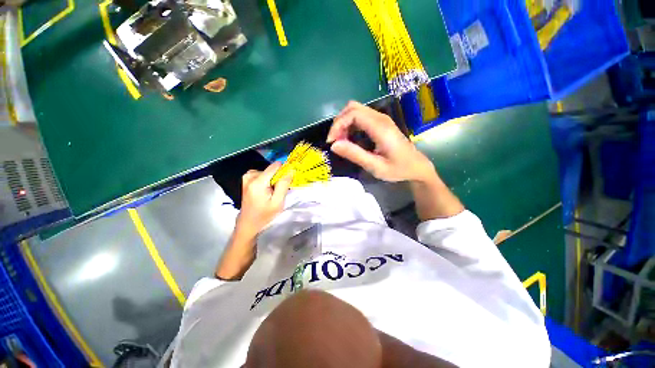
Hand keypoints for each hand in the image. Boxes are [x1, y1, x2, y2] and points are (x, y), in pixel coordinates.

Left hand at [238, 162, 292, 234]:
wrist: (248, 223)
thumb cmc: (264, 215)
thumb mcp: (278, 202)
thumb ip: (283, 185)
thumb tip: (290, 171)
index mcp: (257, 182)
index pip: (275, 166)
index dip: (284, 171)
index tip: (288, 179)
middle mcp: (250, 176)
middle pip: (271, 170)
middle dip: (278, 178)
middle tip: (278, 191)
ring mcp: (246, 177)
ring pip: (267, 172)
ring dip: (272, 180)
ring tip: (272, 192)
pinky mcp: (246, 180)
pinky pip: (261, 174)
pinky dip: (266, 180)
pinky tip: (266, 190)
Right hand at [327, 101, 434, 181]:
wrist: (417, 167)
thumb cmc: (398, 169)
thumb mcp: (375, 166)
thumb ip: (355, 154)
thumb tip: (334, 145)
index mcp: (380, 128)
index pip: (353, 114)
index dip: (338, 125)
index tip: (332, 142)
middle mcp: (380, 118)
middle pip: (353, 107)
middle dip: (339, 122)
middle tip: (335, 141)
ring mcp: (381, 119)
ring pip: (355, 110)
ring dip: (344, 123)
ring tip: (341, 141)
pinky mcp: (381, 123)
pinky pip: (361, 117)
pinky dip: (350, 125)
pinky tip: (350, 138)